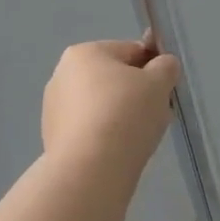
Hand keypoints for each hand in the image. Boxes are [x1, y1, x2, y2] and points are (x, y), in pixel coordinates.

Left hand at [42, 39, 181, 183]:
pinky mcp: (53, 138)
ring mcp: (54, 108)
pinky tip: (119, 152)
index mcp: (84, 52)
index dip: (154, 69)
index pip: (131, 51)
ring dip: (123, 116)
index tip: (165, 92)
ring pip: (102, 106)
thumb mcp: (159, 83)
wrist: (91, 169)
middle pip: (114, 79)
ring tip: (139, 138)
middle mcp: (62, 75)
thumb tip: (163, 65)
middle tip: (156, 116)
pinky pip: (90, 129)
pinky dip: (106, 136)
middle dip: (138, 95)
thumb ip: (166, 67)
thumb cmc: (126, 114)